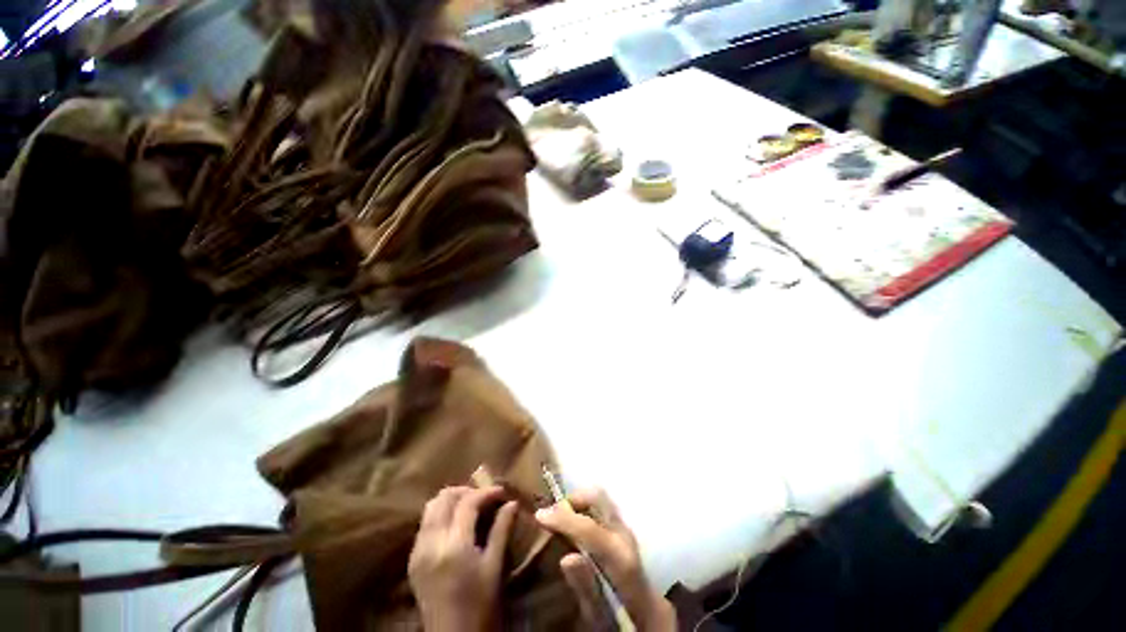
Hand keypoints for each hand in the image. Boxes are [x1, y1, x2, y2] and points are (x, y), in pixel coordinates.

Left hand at [409, 486, 517, 631]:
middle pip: (444, 498)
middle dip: (466, 491)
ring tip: (471, 505)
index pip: (467, 503)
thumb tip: (513, 502)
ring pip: (430, 508)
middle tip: (484, 496)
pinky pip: (425, 524)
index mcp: (454, 546)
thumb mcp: (494, 567)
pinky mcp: (413, 559)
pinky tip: (455, 523)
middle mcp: (431, 543)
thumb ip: (502, 530)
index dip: (486, 492)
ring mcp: (418, 551)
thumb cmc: (479, 605)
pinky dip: (441, 514)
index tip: (501, 491)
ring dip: (451, 500)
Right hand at [535, 488, 675, 630]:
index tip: (539, 515)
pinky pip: (601, 505)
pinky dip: (584, 505)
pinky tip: (573, 521)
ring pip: (600, 498)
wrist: (648, 614)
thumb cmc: (619, 617)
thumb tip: (566, 557)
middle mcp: (625, 535)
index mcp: (620, 559)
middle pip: (599, 499)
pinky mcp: (623, 527)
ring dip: (577, 501)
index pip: (589, 529)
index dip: (563, 518)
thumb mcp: (599, 614)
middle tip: (551, 514)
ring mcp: (626, 528)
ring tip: (559, 516)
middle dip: (572, 500)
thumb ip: (585, 586)